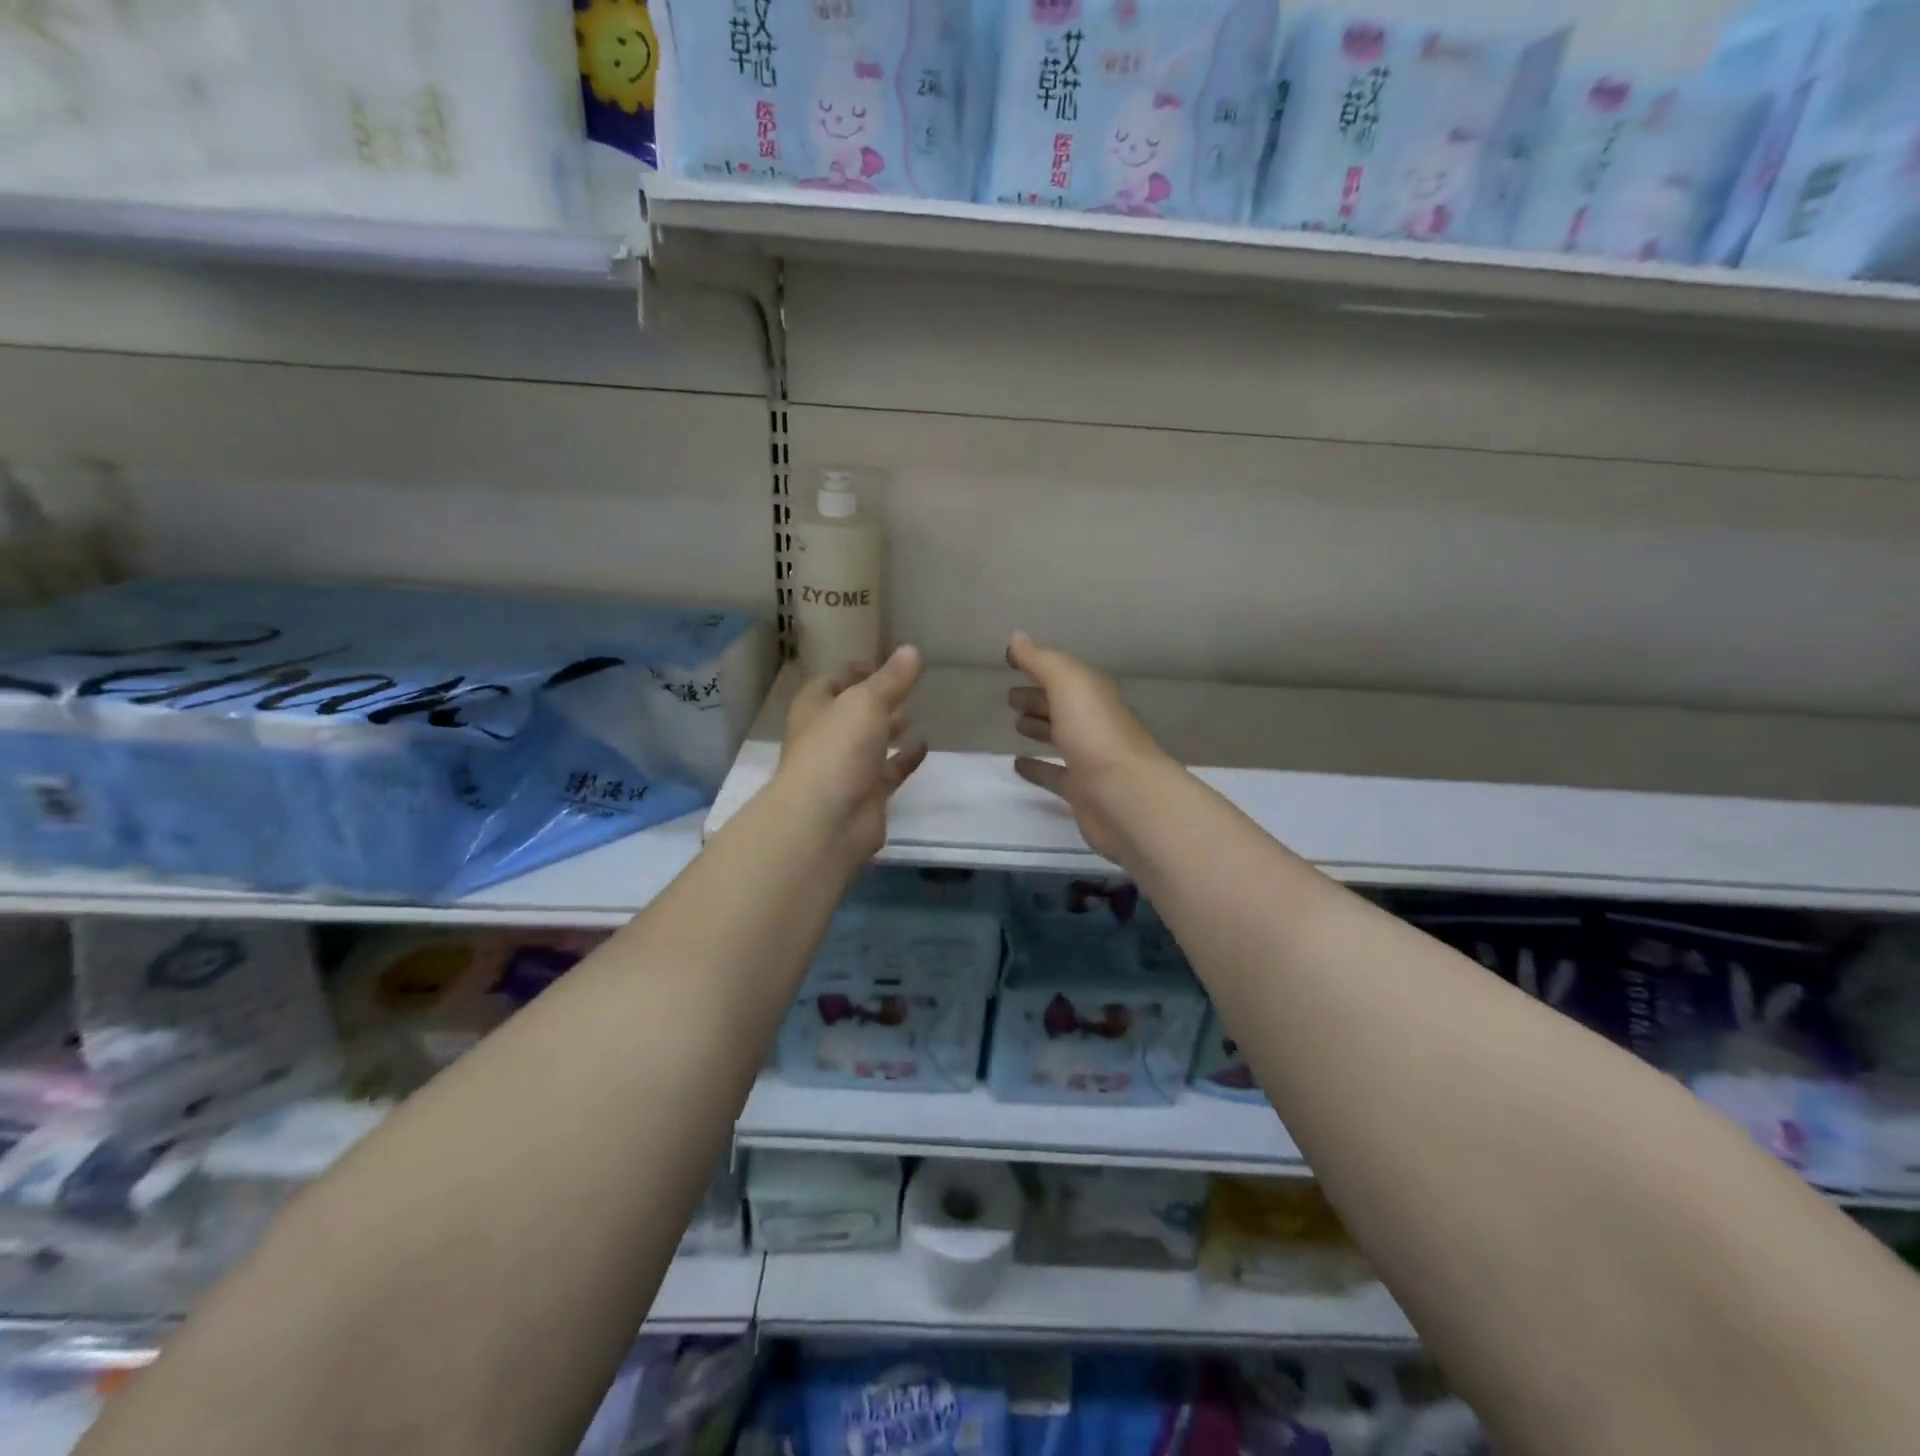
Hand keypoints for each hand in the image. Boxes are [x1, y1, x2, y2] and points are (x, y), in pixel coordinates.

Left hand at [776, 647, 928, 865]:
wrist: (826, 820)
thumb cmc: (837, 749)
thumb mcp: (866, 702)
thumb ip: (891, 679)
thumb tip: (911, 650)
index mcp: (814, 709)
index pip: (831, 681)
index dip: (855, 671)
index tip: (882, 663)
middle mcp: (826, 737)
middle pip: (851, 713)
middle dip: (875, 701)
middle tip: (905, 688)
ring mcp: (845, 769)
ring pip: (869, 743)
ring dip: (888, 729)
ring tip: (914, 714)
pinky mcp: (866, 796)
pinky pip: (888, 771)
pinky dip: (904, 758)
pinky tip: (924, 745)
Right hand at [1006, 632, 1174, 865]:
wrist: (1125, 797)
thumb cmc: (1095, 735)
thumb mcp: (1068, 685)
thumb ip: (1042, 661)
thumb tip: (1017, 638)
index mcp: (1093, 695)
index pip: (1063, 674)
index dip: (1039, 666)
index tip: (1011, 662)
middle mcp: (1093, 723)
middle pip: (1062, 705)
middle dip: (1038, 698)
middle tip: (1010, 698)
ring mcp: (1088, 758)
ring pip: (1060, 737)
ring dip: (1039, 728)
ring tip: (1015, 725)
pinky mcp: (1081, 790)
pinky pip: (1054, 774)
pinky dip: (1037, 767)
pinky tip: (1017, 764)